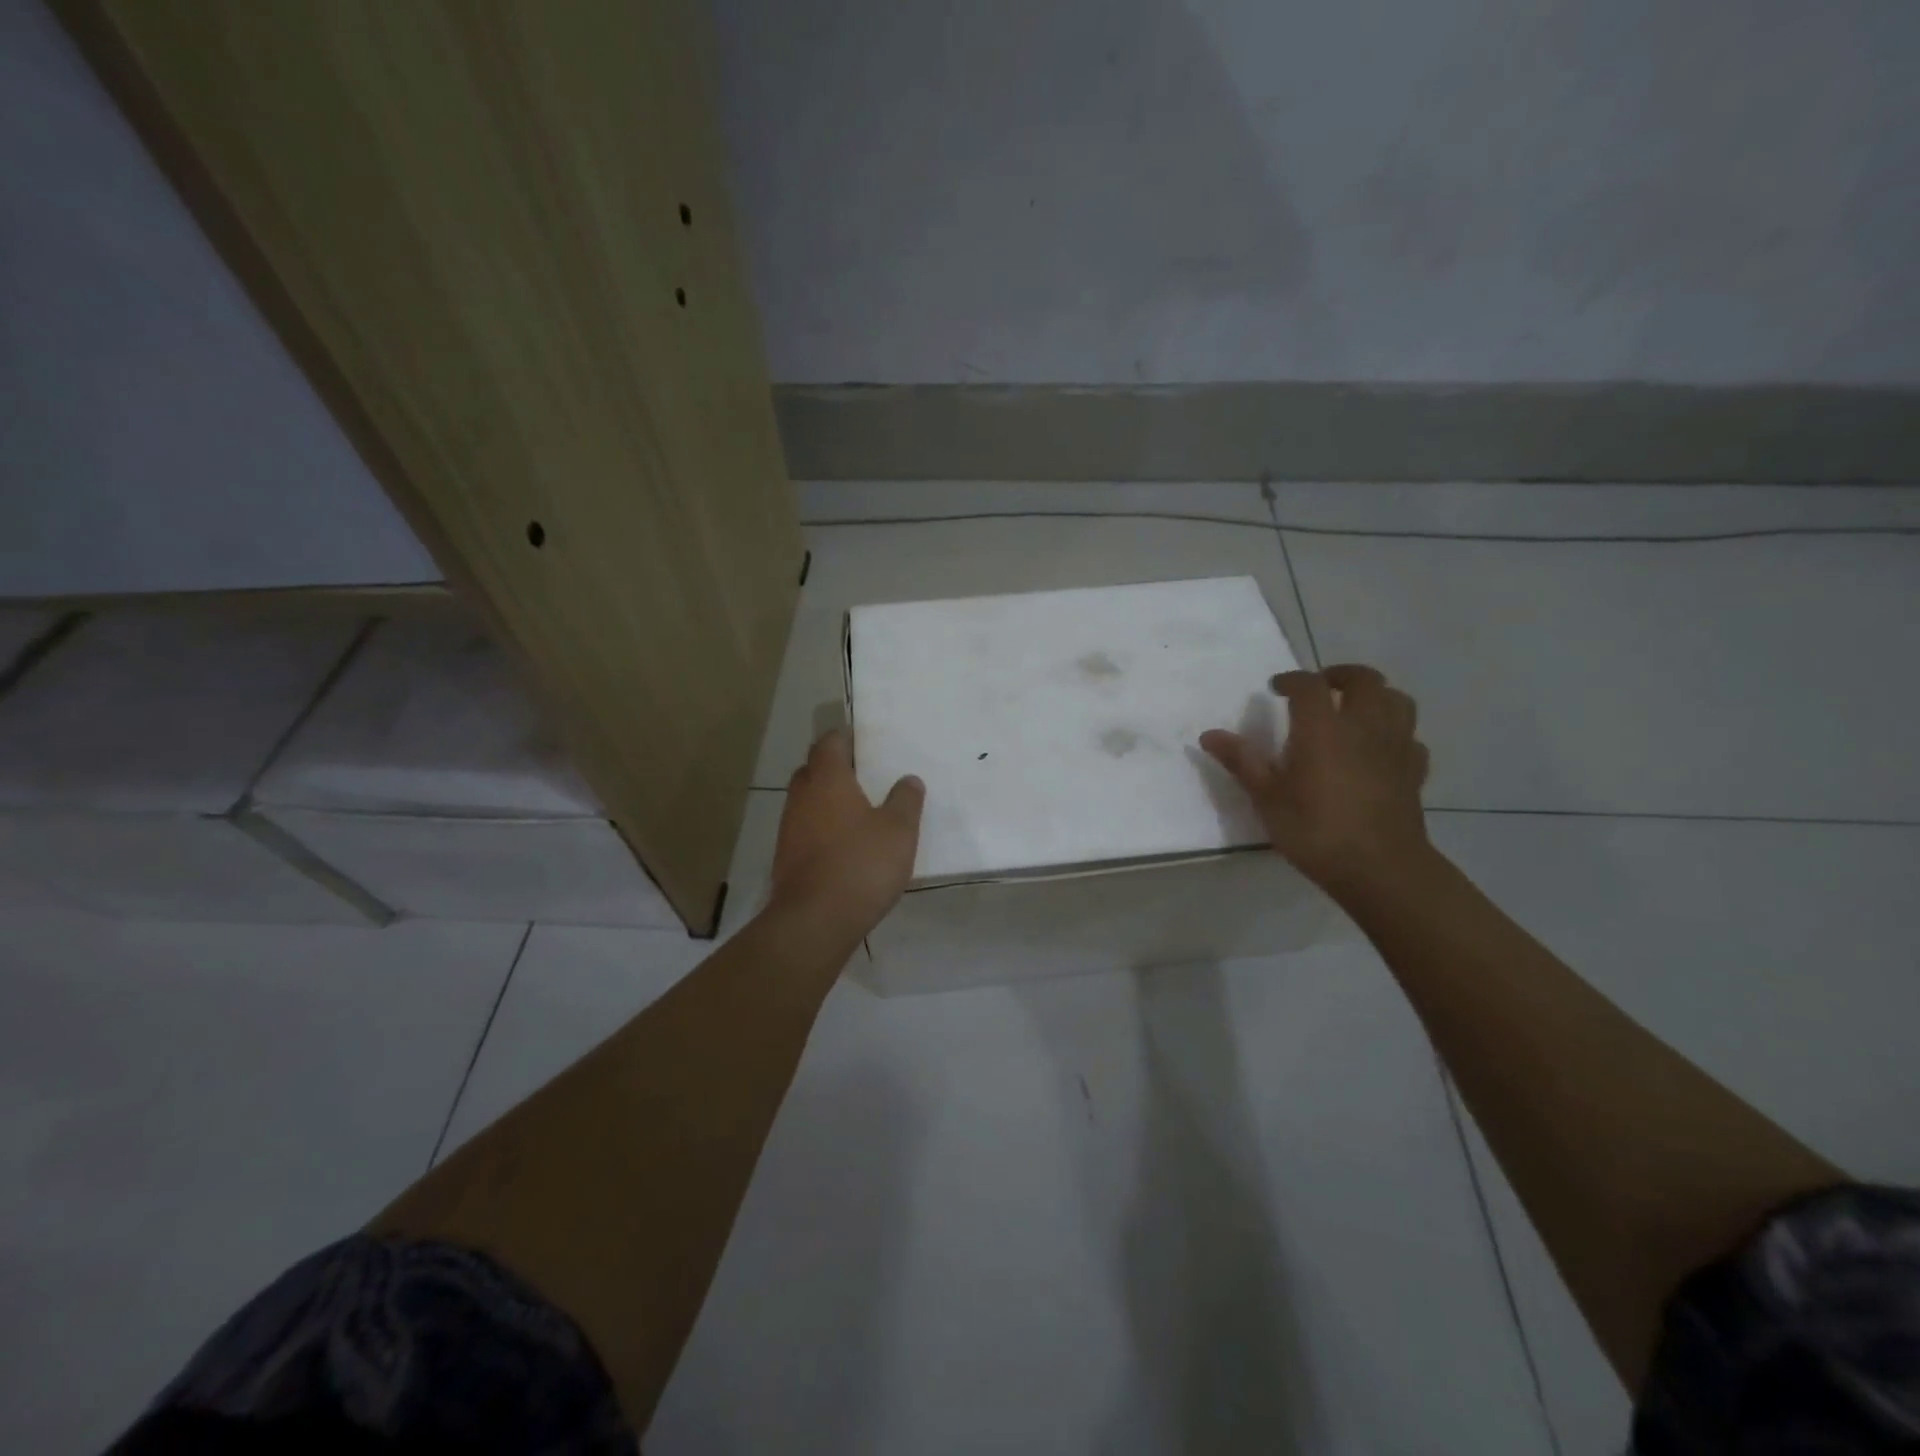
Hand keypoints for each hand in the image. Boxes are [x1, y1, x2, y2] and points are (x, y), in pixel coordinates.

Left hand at [770, 727, 924, 936]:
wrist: (814, 921)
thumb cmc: (861, 865)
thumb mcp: (899, 831)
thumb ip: (905, 800)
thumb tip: (908, 779)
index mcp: (827, 780)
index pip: (829, 743)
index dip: (845, 738)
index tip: (864, 741)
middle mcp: (802, 797)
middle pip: (813, 769)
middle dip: (834, 768)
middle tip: (864, 774)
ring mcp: (789, 828)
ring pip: (807, 801)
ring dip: (827, 800)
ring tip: (858, 810)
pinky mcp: (786, 857)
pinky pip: (805, 829)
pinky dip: (822, 828)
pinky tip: (844, 844)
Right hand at [1200, 664, 1430, 897]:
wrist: (1380, 868)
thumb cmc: (1315, 830)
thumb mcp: (1267, 798)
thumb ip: (1242, 761)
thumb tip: (1209, 735)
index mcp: (1323, 728)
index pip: (1309, 685)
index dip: (1292, 679)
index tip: (1276, 688)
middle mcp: (1363, 726)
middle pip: (1364, 680)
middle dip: (1340, 675)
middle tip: (1320, 686)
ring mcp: (1395, 746)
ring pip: (1397, 700)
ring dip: (1375, 696)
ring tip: (1354, 709)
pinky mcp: (1414, 770)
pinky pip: (1409, 737)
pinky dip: (1394, 732)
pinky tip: (1379, 748)